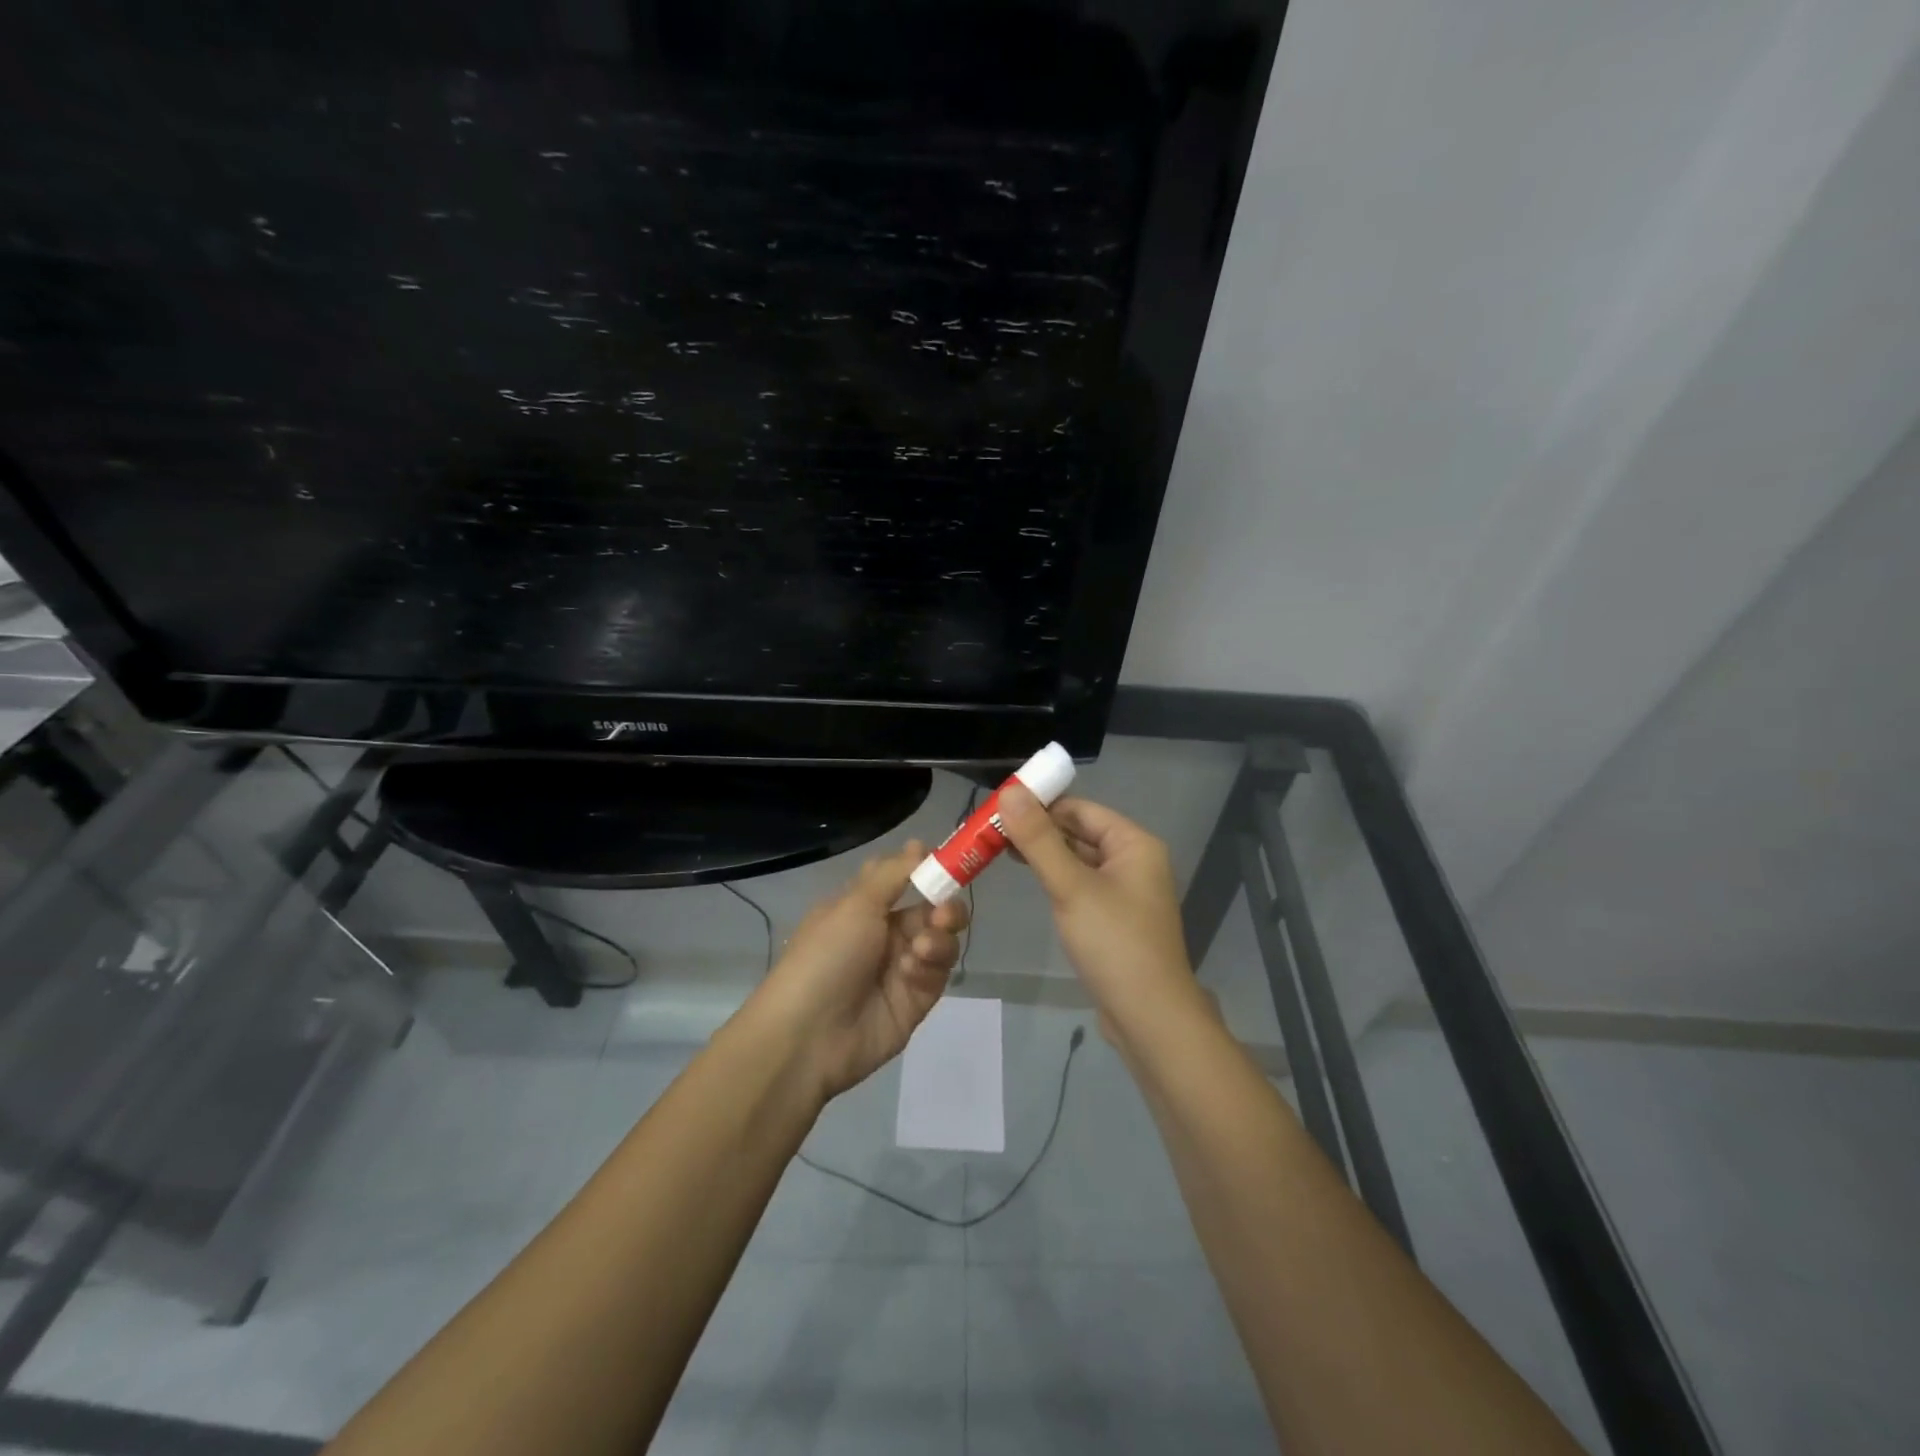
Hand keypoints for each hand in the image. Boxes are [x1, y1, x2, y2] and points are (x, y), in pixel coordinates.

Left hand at [749, 841, 969, 1100]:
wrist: (808, 1035)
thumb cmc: (826, 956)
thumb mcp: (856, 904)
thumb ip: (895, 874)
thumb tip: (920, 845)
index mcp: (863, 906)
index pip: (901, 877)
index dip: (924, 868)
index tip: (948, 860)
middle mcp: (884, 933)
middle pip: (930, 908)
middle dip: (943, 905)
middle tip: (943, 913)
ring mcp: (901, 967)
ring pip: (940, 939)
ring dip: (938, 937)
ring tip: (923, 948)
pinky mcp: (916, 999)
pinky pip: (937, 973)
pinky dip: (930, 967)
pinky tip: (912, 972)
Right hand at [996, 786, 1201, 1044]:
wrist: (1149, 1017)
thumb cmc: (1113, 943)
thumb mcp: (1071, 886)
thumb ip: (1039, 839)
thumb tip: (1010, 792)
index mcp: (1134, 843)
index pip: (1080, 809)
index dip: (1040, 805)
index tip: (997, 808)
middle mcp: (1134, 860)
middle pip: (1079, 832)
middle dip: (1037, 830)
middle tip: (989, 830)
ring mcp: (1125, 891)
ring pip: (1078, 860)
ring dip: (1043, 854)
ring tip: (997, 850)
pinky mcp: (1115, 918)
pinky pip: (1081, 885)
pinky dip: (1055, 878)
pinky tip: (1029, 880)